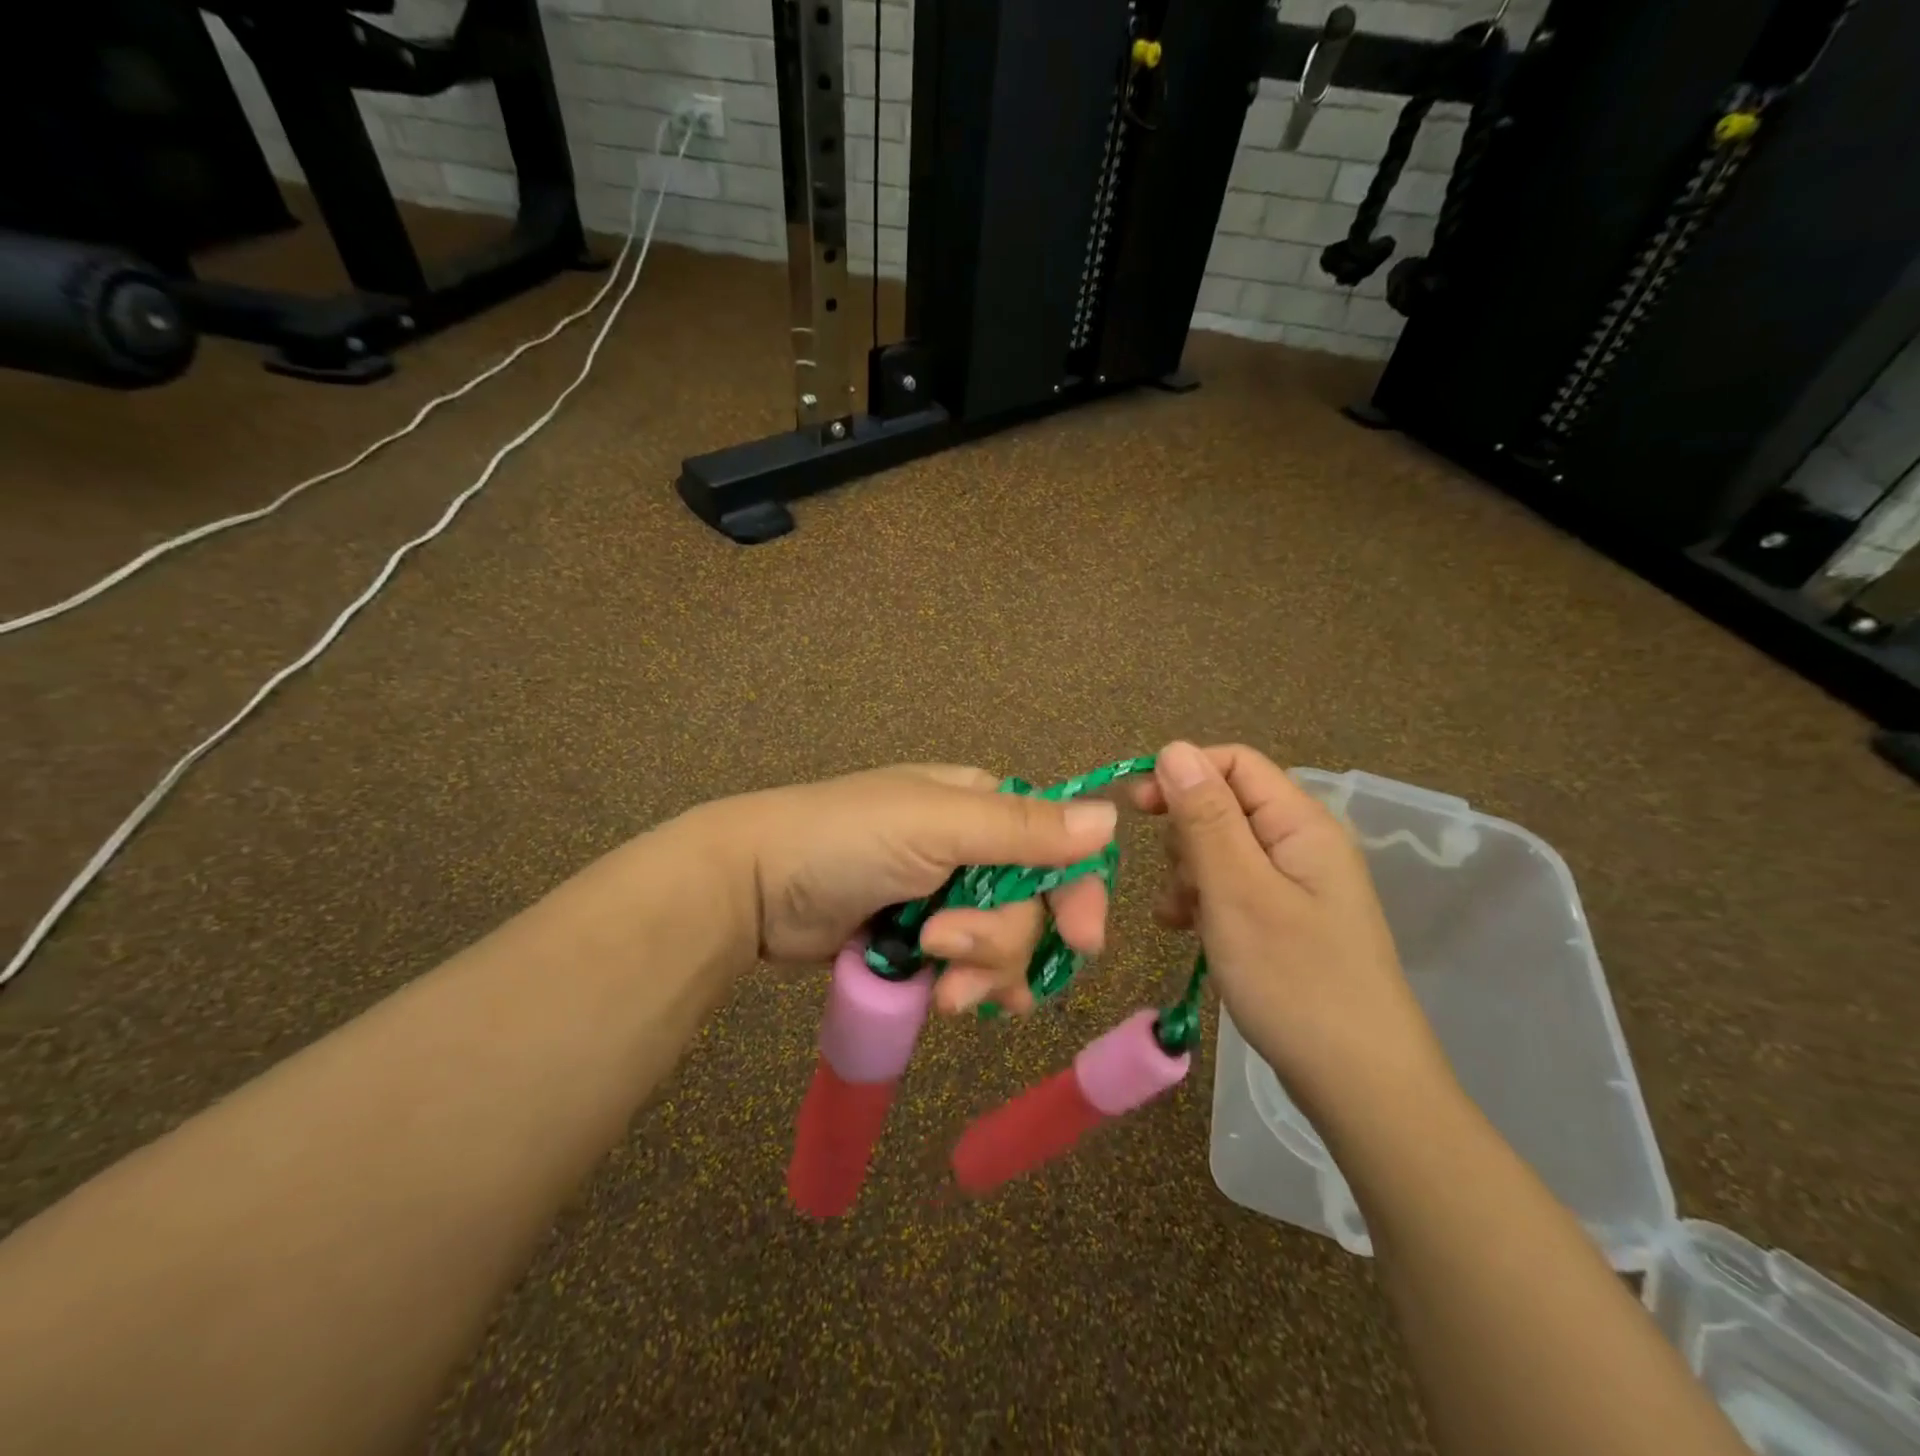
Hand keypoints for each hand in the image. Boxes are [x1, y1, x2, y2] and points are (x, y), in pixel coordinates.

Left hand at [703, 765, 1116, 1015]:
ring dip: (983, 971)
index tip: (1081, 941)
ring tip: (940, 989)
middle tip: (946, 953)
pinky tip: (955, 1004)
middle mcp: (972, 849)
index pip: (1057, 846)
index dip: (1075, 892)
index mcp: (981, 807)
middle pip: (1032, 906)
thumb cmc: (846, 839)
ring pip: (1004, 945)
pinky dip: (970, 989)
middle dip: (1000, 940)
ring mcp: (945, 898)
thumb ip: (1022, 828)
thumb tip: (1112, 817)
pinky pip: (969, 970)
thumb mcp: (935, 825)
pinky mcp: (919, 942)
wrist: (753, 886)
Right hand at [1130, 742, 1447, 1109]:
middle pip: (1224, 805)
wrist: (1362, 1087)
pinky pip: (1232, 888)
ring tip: (1179, 919)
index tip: (1136, 809)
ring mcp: (1296, 885)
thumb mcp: (1237, 892)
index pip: (1233, 763)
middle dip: (1184, 835)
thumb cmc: (1296, 981)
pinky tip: (1187, 932)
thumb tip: (1174, 748)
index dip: (1181, 774)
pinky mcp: (1286, 919)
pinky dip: (1203, 902)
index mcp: (1301, 823)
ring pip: (1221, 849)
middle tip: (1175, 884)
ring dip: (1188, 874)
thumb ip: (1204, 818)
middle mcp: (1302, 843)